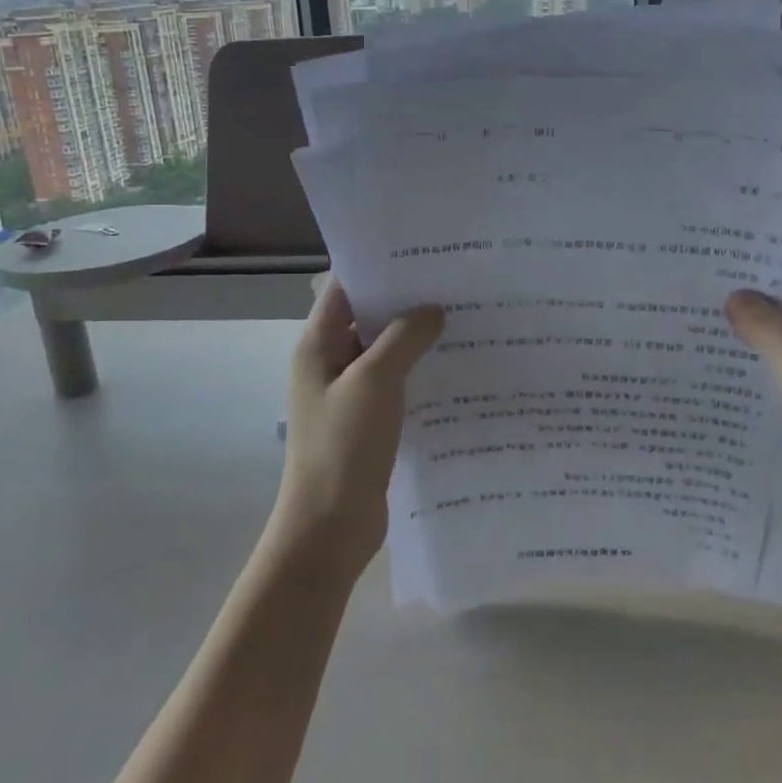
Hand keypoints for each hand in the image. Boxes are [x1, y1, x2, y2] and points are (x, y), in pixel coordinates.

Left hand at [274, 279, 443, 574]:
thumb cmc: (343, 446)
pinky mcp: (367, 421)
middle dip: (405, 302)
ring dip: (416, 339)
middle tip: (454, 283)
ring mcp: (348, 394)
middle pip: (367, 318)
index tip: (422, 254)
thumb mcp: (375, 381)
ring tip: (463, 319)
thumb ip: (403, 338)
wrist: (329, 528)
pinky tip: (456, 368)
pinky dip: (419, 372)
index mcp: (318, 345)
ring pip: (385, 353)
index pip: (344, 289)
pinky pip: (395, 384)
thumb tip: (432, 310)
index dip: (378, 268)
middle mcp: (329, 363)